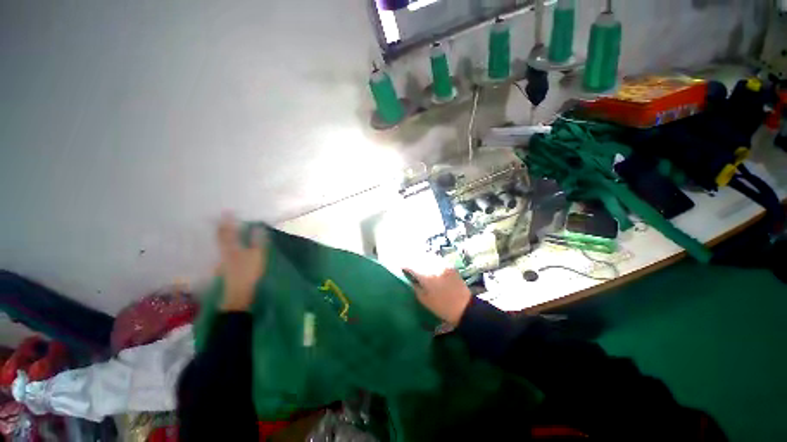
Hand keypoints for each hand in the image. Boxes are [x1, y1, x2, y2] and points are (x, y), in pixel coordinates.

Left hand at [216, 215, 267, 311]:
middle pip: (220, 237)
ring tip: (225, 229)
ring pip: (220, 244)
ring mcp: (223, 260)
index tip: (227, 211)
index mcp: (230, 247)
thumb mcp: (257, 255)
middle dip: (221, 227)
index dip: (227, 221)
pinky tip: (229, 245)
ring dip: (222, 235)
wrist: (238, 293)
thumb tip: (258, 227)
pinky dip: (225, 244)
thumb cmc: (248, 272)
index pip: (227, 231)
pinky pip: (223, 250)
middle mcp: (223, 251)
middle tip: (222, 219)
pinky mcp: (225, 266)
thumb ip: (257, 240)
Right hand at [404, 260, 471, 324]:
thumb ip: (415, 285)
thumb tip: (409, 277)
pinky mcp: (449, 265)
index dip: (403, 264)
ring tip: (415, 260)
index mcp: (426, 276)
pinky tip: (427, 263)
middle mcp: (434, 266)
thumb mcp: (423, 299)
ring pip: (427, 256)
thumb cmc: (441, 307)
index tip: (398, 265)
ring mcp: (443, 264)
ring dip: (420, 257)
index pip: (411, 265)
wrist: (464, 308)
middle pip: (418, 257)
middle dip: (411, 259)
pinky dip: (429, 259)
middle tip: (405, 262)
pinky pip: (436, 259)